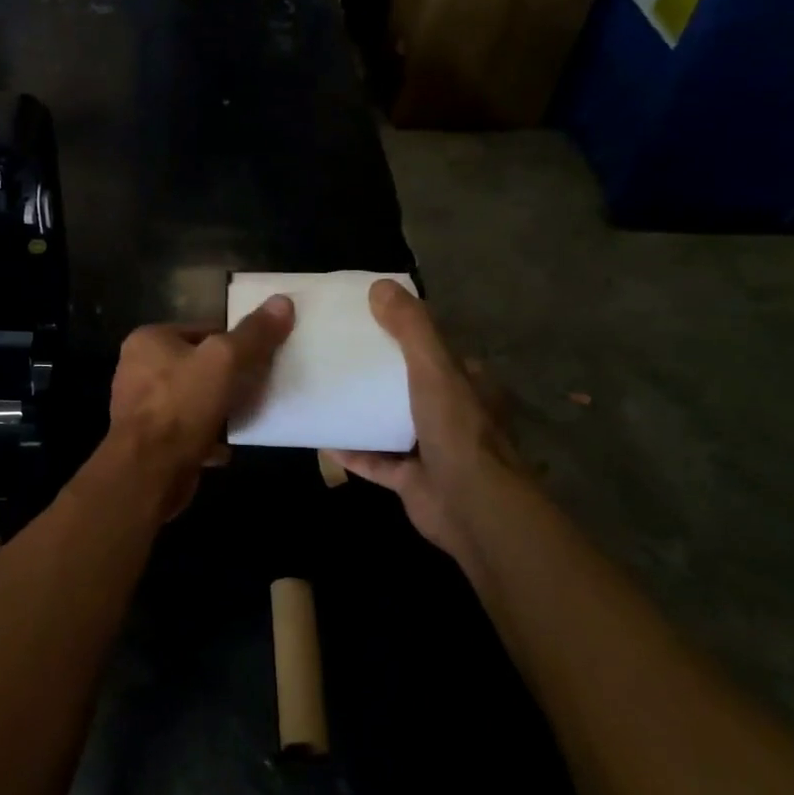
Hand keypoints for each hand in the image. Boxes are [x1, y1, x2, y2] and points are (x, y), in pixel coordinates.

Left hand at [106, 295, 294, 518]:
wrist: (148, 472)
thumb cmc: (181, 406)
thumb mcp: (224, 361)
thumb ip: (253, 333)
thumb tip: (283, 301)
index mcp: (148, 340)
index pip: (203, 329)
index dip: (235, 342)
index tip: (263, 357)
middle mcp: (138, 369)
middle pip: (198, 364)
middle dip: (228, 377)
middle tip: (261, 386)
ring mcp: (141, 406)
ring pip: (193, 399)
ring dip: (219, 407)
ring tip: (248, 414)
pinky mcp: (150, 440)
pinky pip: (187, 430)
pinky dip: (207, 436)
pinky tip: (227, 446)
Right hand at [334, 279, 533, 568]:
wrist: (470, 507)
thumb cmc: (457, 430)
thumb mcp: (434, 368)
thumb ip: (411, 328)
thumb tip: (380, 286)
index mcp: (469, 386)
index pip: (438, 353)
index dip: (408, 336)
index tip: (371, 323)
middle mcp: (455, 416)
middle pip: (412, 387)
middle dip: (380, 375)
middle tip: (340, 356)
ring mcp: (434, 451)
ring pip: (394, 424)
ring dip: (365, 413)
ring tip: (328, 391)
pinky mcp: (413, 481)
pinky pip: (376, 461)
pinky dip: (352, 451)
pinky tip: (322, 437)